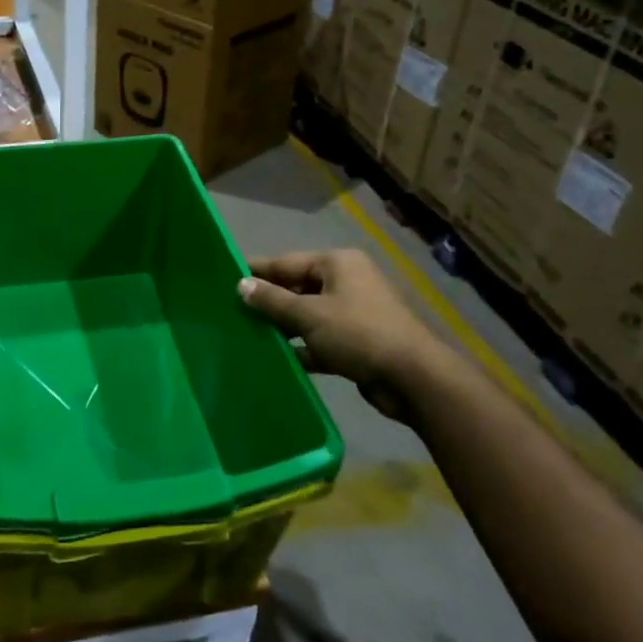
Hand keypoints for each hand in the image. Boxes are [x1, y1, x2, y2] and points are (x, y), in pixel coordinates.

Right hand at [238, 250, 447, 411]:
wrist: (414, 379)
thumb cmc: (358, 333)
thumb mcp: (309, 315)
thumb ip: (272, 300)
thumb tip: (241, 285)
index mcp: (338, 264)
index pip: (287, 262)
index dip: (258, 271)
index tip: (228, 277)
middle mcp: (347, 283)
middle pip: (298, 288)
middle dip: (269, 301)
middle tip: (233, 310)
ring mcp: (354, 314)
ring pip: (308, 316)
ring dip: (284, 327)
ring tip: (248, 334)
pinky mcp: (358, 343)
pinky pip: (321, 340)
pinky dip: (302, 348)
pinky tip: (278, 359)